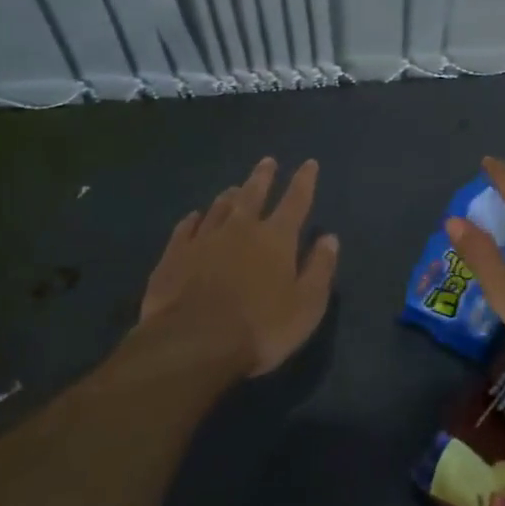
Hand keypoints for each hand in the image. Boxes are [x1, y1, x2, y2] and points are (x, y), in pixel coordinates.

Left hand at [139, 157, 339, 376]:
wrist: (192, 344)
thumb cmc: (260, 328)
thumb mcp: (306, 305)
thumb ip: (320, 269)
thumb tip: (330, 238)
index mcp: (276, 238)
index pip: (295, 201)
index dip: (304, 181)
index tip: (309, 163)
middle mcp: (240, 229)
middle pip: (253, 194)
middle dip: (263, 177)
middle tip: (267, 161)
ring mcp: (203, 240)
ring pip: (218, 208)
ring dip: (229, 196)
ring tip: (234, 188)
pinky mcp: (174, 256)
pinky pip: (185, 229)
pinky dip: (193, 220)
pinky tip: (193, 216)